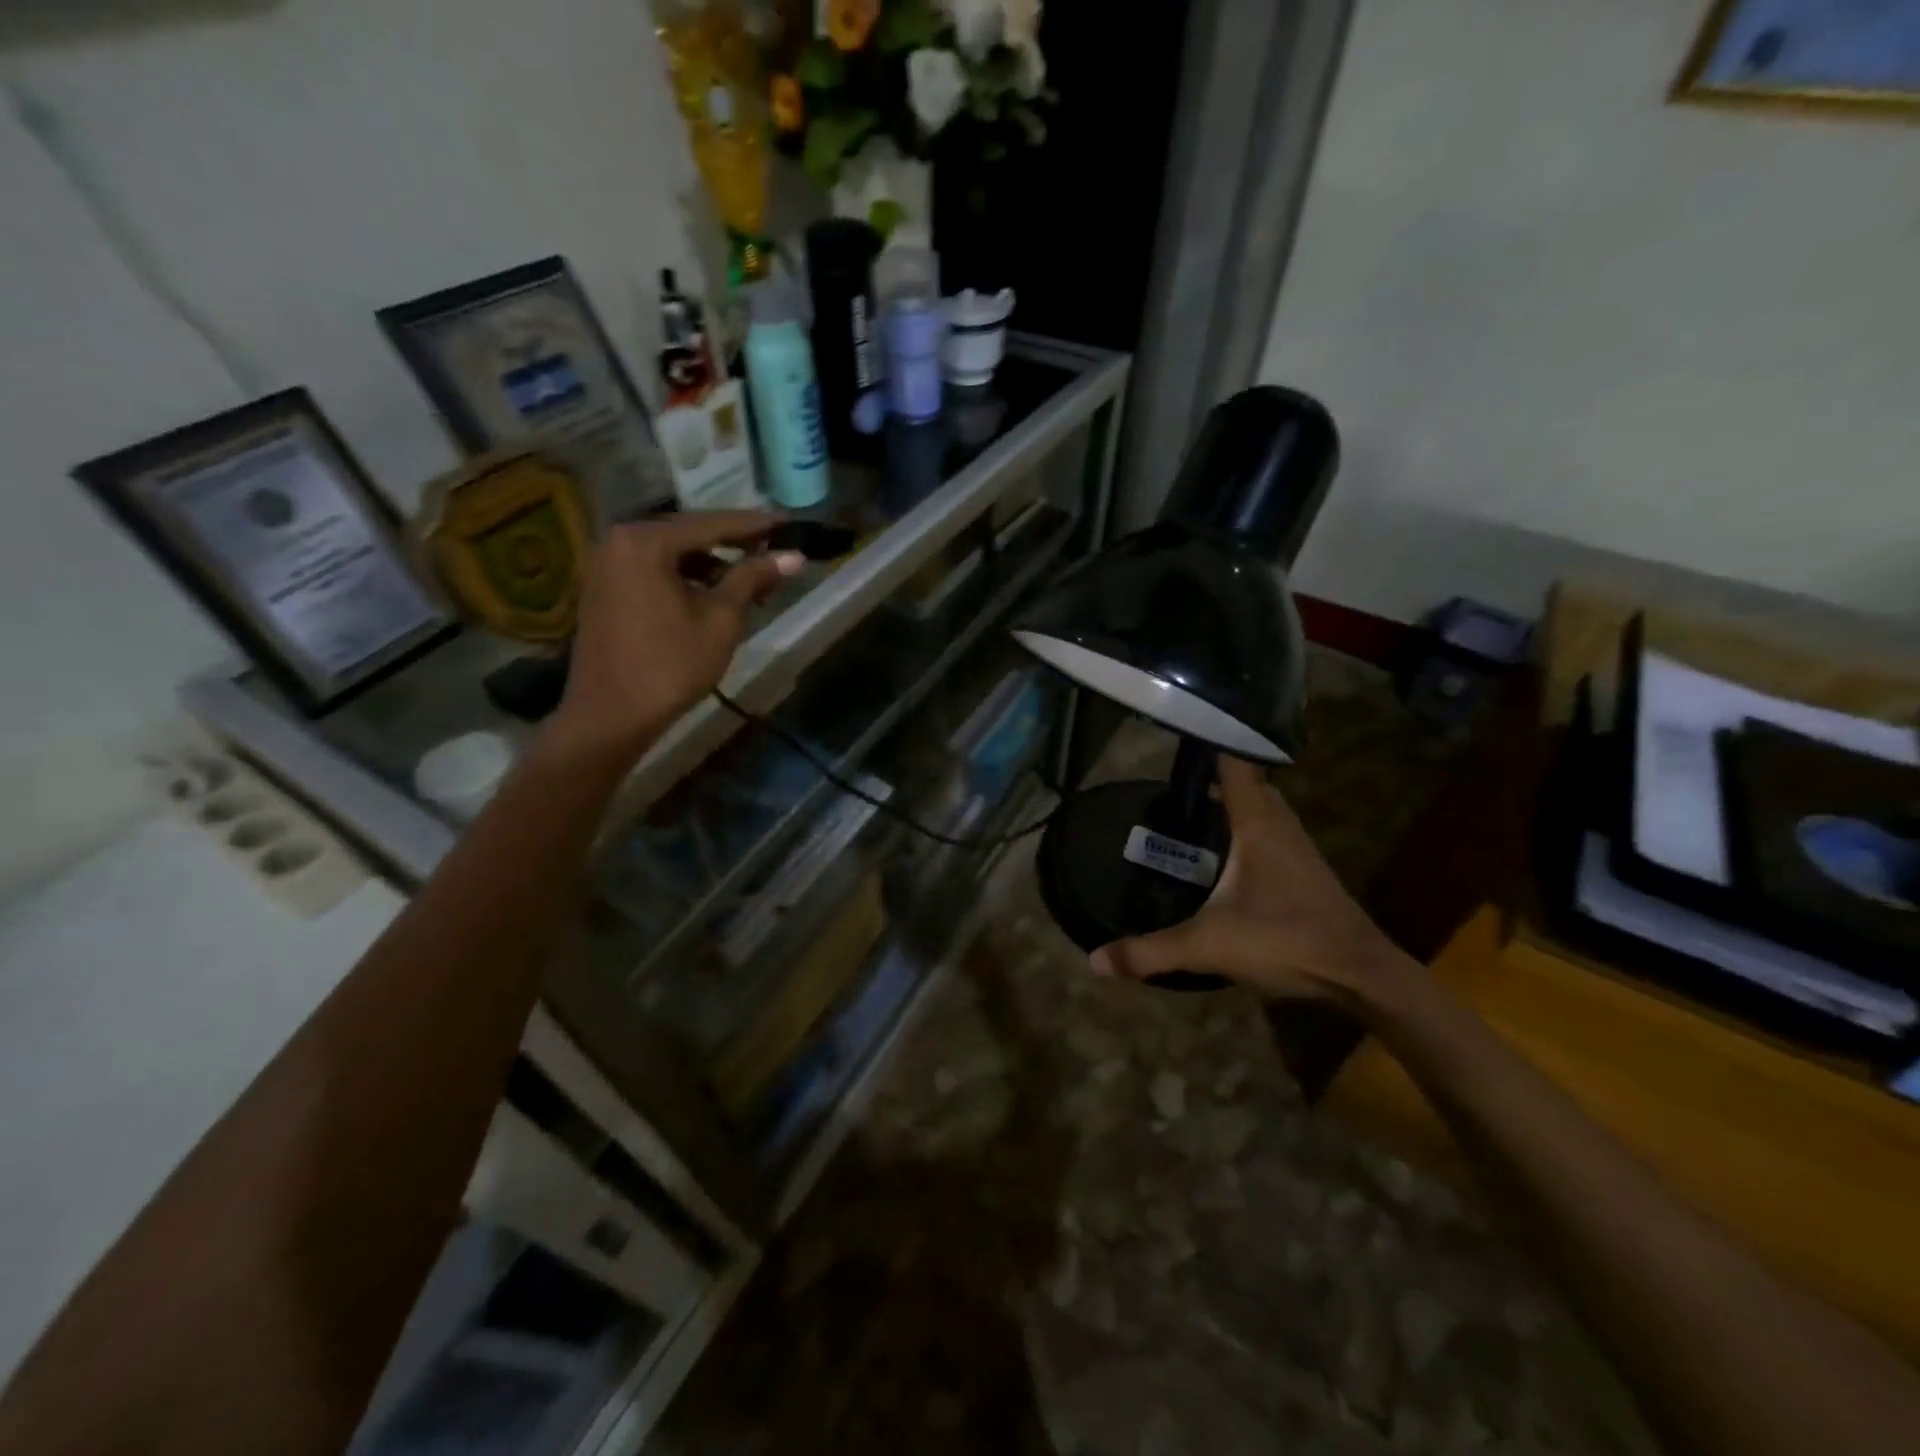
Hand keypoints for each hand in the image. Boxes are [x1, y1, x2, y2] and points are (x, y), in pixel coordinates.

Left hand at [547, 512, 802, 764]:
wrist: (611, 716)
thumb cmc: (670, 666)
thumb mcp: (720, 620)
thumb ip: (752, 579)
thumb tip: (793, 556)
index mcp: (644, 541)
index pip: (711, 523)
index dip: (755, 525)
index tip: (788, 524)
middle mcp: (618, 541)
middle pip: (688, 534)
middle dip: (732, 544)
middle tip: (773, 549)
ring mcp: (606, 565)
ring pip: (671, 553)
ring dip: (710, 562)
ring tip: (750, 578)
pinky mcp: (604, 589)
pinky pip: (653, 569)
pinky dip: (685, 576)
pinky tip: (712, 593)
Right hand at [1090, 756, 1414, 1006]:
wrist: (1361, 976)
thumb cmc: (1285, 941)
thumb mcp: (1208, 946)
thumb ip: (1150, 951)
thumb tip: (1095, 960)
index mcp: (1257, 825)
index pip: (1236, 763)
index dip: (1212, 740)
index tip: (1183, 726)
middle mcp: (1281, 826)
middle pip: (1250, 782)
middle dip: (1218, 772)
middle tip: (1176, 776)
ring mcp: (1299, 848)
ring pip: (1265, 807)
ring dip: (1236, 800)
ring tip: (1197, 806)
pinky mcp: (1307, 872)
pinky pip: (1272, 832)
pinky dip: (1249, 827)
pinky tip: (1227, 852)